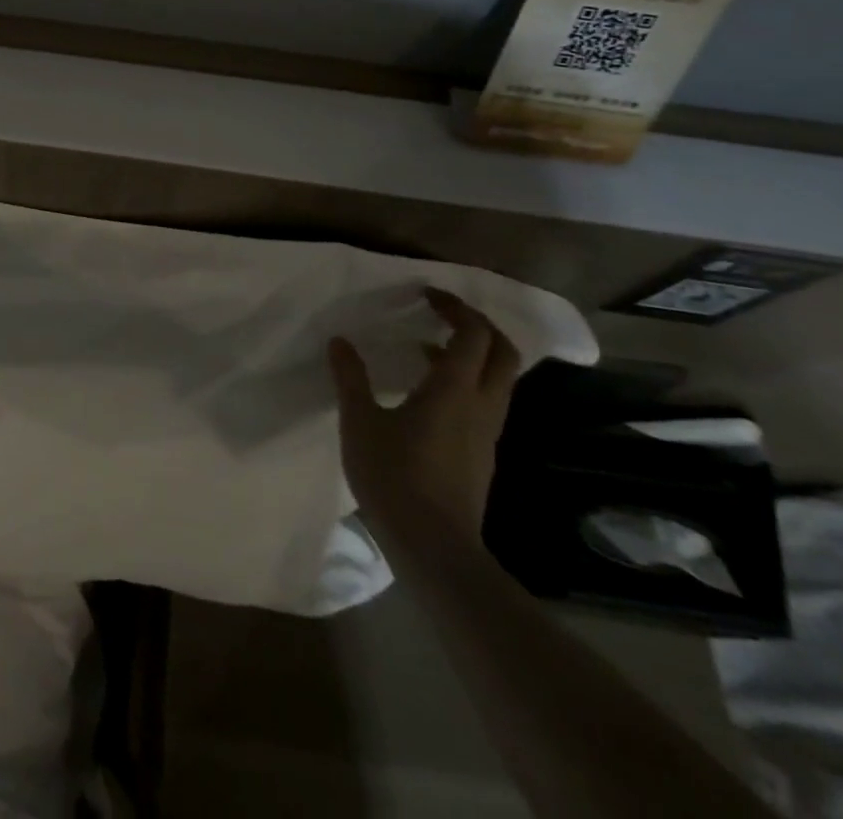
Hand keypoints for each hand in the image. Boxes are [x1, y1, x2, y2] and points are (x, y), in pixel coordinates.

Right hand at [329, 288, 520, 551]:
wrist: (434, 547)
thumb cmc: (395, 476)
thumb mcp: (360, 421)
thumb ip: (351, 378)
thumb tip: (340, 342)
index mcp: (455, 389)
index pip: (472, 333)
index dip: (455, 307)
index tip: (427, 295)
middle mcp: (482, 405)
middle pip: (503, 352)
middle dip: (478, 326)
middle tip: (443, 315)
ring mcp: (487, 433)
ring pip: (499, 380)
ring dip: (475, 355)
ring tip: (430, 349)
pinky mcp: (483, 455)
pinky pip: (487, 403)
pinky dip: (468, 383)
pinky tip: (430, 395)